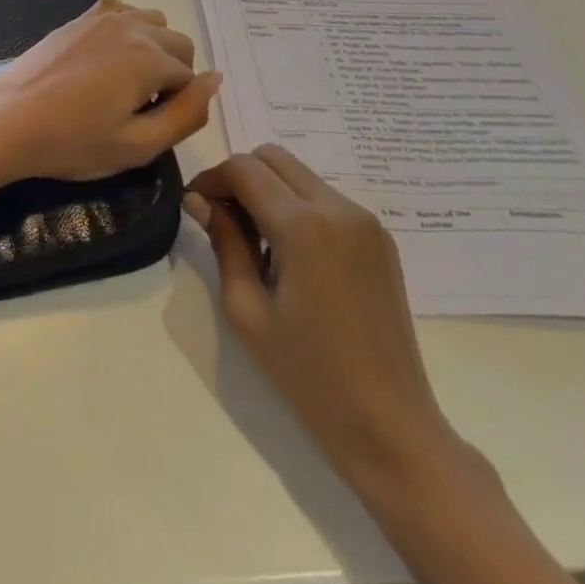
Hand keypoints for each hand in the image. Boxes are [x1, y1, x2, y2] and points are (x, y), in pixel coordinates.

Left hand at [0, 0, 221, 185]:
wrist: (7, 121)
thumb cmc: (72, 142)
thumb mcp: (138, 145)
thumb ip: (187, 114)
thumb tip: (215, 80)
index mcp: (150, 57)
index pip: (190, 79)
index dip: (176, 107)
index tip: (145, 125)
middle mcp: (131, 26)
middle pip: (178, 45)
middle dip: (171, 74)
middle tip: (137, 107)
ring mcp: (102, 16)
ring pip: (154, 23)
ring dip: (153, 49)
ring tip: (124, 83)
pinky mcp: (79, 17)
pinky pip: (123, 12)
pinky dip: (129, 31)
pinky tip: (106, 59)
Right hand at [185, 145, 464, 492]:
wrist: (389, 425)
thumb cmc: (307, 373)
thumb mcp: (246, 309)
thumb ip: (223, 242)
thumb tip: (199, 200)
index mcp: (304, 226)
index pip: (244, 168)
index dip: (211, 178)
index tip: (195, 206)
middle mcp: (339, 209)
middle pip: (273, 158)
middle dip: (239, 177)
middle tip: (221, 218)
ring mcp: (366, 222)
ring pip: (300, 175)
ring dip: (268, 191)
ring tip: (254, 241)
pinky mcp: (380, 239)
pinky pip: (325, 199)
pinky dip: (296, 207)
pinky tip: (289, 254)